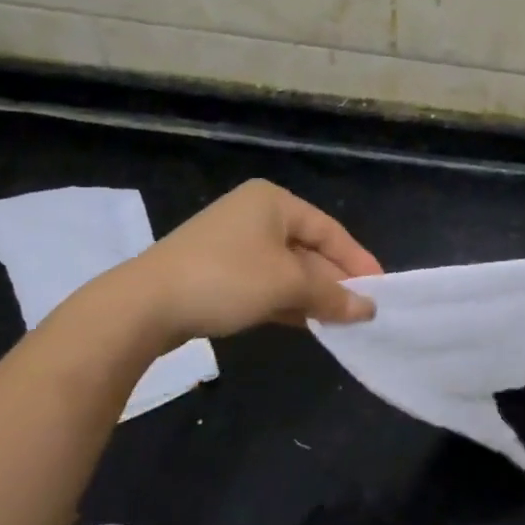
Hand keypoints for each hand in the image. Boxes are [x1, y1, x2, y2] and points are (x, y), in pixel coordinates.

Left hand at [108, 180, 381, 347]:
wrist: (143, 306)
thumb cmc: (226, 279)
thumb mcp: (287, 286)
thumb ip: (332, 296)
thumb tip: (369, 310)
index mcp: (273, 202)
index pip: (329, 230)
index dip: (357, 260)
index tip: (381, 289)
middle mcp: (254, 214)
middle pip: (308, 249)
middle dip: (334, 281)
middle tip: (361, 310)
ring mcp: (232, 243)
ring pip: (286, 269)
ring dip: (312, 295)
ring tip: (340, 320)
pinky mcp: (216, 271)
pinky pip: (264, 282)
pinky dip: (286, 300)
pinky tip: (305, 322)